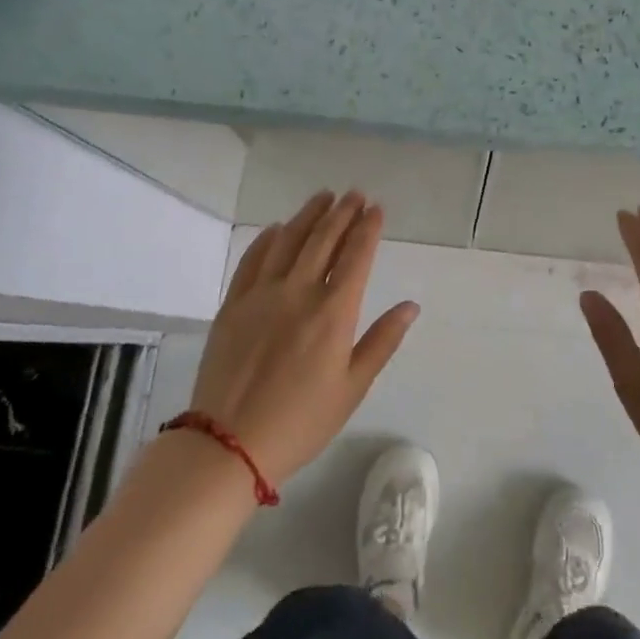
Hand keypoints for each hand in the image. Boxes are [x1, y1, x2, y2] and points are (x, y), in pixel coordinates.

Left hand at [187, 190, 418, 488]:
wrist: (229, 444)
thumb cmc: (301, 421)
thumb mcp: (353, 388)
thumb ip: (382, 341)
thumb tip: (410, 306)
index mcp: (333, 312)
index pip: (356, 256)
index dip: (367, 228)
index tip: (376, 208)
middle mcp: (299, 292)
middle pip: (323, 240)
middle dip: (342, 213)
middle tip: (354, 194)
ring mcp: (261, 294)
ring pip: (288, 241)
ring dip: (308, 216)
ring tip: (323, 198)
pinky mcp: (233, 304)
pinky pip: (252, 260)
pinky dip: (267, 239)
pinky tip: (277, 229)